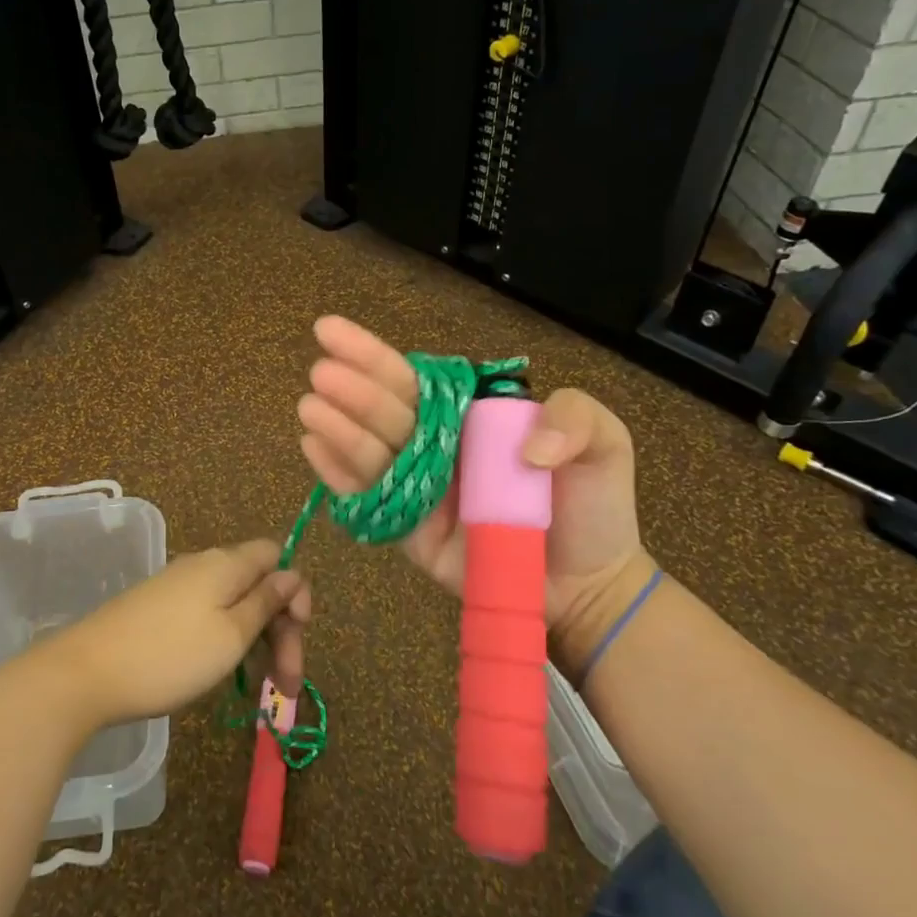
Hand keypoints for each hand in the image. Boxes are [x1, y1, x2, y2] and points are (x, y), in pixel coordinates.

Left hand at [50, 540, 312, 727]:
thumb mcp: (231, 635)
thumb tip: (291, 573)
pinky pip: (207, 614)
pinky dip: (225, 641)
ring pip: (233, 603)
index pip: (275, 555)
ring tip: (261, 690)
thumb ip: (265, 602)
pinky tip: (223, 674)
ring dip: (256, 641)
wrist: (86, 673)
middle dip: (280, 629)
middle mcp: (203, 565)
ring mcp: (177, 586)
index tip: (298, 632)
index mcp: (226, 564)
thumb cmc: (170, 656)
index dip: (294, 590)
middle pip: (257, 584)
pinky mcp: (157, 608)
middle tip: (287, 686)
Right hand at [297, 316, 652, 657]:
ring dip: (339, 427)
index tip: (331, 330)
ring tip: (311, 408)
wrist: (588, 585)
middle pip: (386, 410)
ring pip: (371, 450)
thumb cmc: (593, 508)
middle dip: (352, 389)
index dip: (372, 354)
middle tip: (321, 374)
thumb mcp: (605, 445)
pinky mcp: (409, 530)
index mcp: (469, 416)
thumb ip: (575, 417)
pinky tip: (314, 449)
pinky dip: (338, 474)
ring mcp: (419, 487)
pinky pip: (368, 497)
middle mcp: (436, 445)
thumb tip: (526, 443)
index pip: (414, 379)